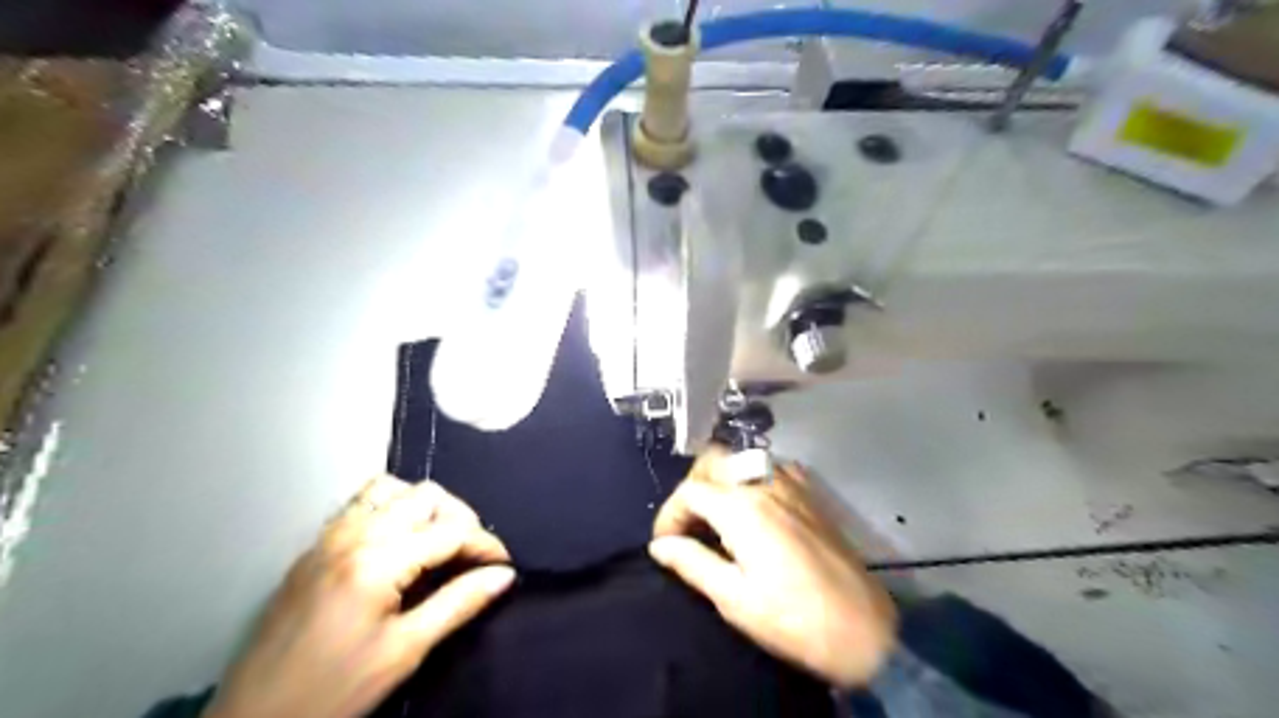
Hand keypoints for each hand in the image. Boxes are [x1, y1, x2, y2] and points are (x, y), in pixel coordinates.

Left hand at [205, 477, 513, 717]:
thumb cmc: (333, 692)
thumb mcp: (405, 651)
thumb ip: (458, 604)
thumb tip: (504, 575)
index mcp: (377, 561)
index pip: (450, 531)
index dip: (486, 544)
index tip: (503, 566)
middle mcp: (353, 535)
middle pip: (425, 496)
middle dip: (460, 517)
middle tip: (473, 553)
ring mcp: (328, 537)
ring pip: (391, 488)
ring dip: (424, 505)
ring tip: (437, 539)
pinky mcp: (313, 547)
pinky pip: (360, 503)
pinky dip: (391, 507)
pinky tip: (398, 539)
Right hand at [650, 448, 897, 689]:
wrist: (864, 630)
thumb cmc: (794, 619)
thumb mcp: (735, 599)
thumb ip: (692, 563)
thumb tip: (660, 546)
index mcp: (741, 508)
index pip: (689, 492)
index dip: (669, 515)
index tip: (665, 543)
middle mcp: (764, 484)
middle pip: (713, 460)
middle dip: (692, 486)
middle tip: (688, 523)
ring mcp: (791, 484)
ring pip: (741, 459)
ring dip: (720, 479)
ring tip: (716, 516)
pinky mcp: (811, 493)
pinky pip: (770, 468)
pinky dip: (750, 479)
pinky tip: (753, 509)